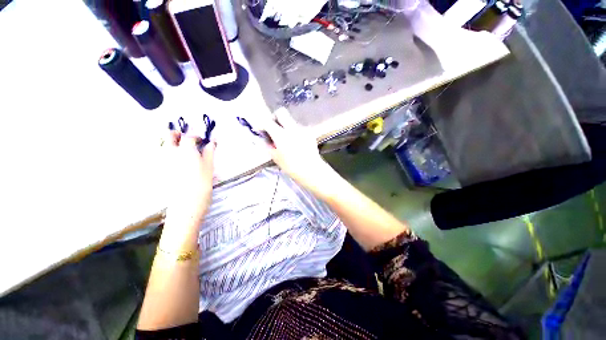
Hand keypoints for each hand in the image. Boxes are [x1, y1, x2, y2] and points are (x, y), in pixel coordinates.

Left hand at [163, 131, 215, 227]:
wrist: (186, 203)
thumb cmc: (202, 183)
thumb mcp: (209, 166)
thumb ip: (209, 152)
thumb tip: (212, 142)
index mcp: (185, 149)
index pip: (189, 136)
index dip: (196, 137)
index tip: (202, 141)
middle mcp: (170, 152)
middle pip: (168, 135)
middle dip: (177, 134)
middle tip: (186, 140)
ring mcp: (161, 161)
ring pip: (161, 144)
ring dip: (170, 143)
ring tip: (181, 151)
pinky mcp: (157, 170)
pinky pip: (158, 156)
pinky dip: (165, 154)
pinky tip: (175, 163)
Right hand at [262, 108, 332, 193]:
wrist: (311, 170)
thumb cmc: (292, 167)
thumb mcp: (276, 158)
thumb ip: (267, 146)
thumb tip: (261, 139)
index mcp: (281, 135)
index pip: (267, 122)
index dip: (262, 124)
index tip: (261, 130)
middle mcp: (292, 128)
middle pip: (281, 112)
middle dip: (275, 117)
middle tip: (274, 128)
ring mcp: (302, 129)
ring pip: (291, 121)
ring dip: (286, 126)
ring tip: (286, 139)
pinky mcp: (310, 133)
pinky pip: (299, 128)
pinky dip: (295, 132)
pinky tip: (296, 142)